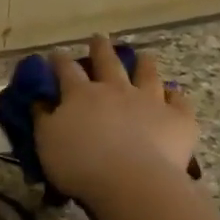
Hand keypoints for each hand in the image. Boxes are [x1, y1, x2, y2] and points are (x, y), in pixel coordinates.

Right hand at [33, 34, 199, 206]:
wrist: (131, 181)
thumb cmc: (80, 164)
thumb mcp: (46, 143)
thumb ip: (43, 119)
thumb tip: (39, 102)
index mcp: (81, 95)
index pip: (66, 70)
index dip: (59, 61)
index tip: (55, 54)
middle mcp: (116, 90)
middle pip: (108, 63)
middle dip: (101, 49)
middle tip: (98, 37)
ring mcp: (150, 101)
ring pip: (147, 75)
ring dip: (144, 64)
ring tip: (143, 56)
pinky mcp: (178, 119)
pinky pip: (179, 102)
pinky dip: (176, 96)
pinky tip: (174, 94)